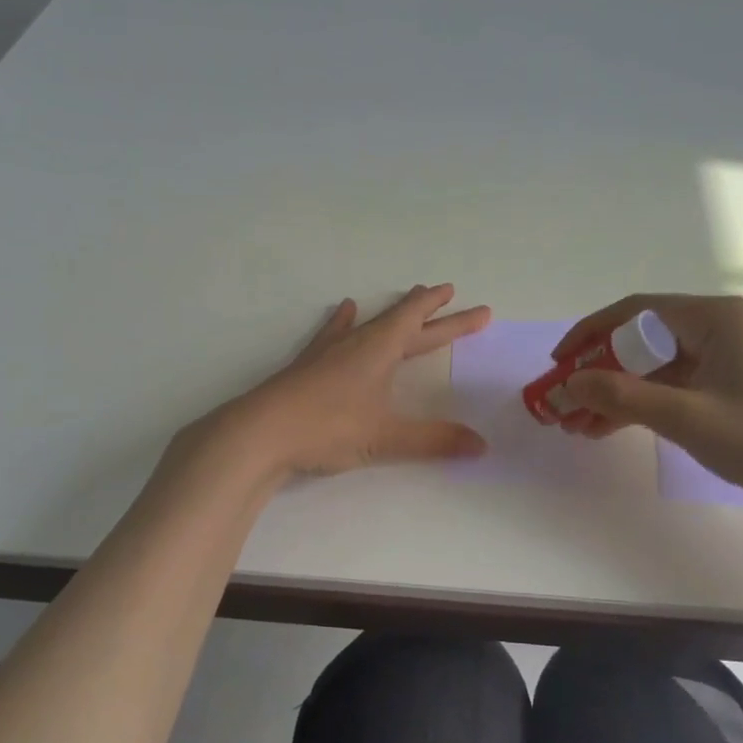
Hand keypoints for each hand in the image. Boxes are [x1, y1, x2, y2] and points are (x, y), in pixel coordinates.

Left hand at [206, 284, 491, 479]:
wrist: (261, 431)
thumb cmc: (328, 427)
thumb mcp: (385, 437)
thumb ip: (434, 440)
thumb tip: (481, 446)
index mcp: (380, 350)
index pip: (421, 323)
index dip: (449, 316)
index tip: (474, 306)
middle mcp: (357, 343)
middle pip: (401, 322)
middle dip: (432, 314)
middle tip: (452, 298)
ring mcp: (329, 351)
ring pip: (369, 324)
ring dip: (392, 314)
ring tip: (406, 297)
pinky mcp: (308, 366)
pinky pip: (334, 334)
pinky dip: (345, 322)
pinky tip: (344, 310)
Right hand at [554, 293, 742, 513]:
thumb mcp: (687, 417)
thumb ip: (622, 397)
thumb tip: (567, 384)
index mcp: (714, 318)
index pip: (635, 312)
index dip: (589, 335)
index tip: (558, 363)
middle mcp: (718, 327)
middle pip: (640, 340)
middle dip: (597, 373)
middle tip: (562, 403)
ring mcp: (724, 357)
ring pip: (652, 367)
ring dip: (615, 394)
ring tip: (576, 425)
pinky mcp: (727, 384)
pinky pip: (671, 386)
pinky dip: (640, 405)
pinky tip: (607, 428)